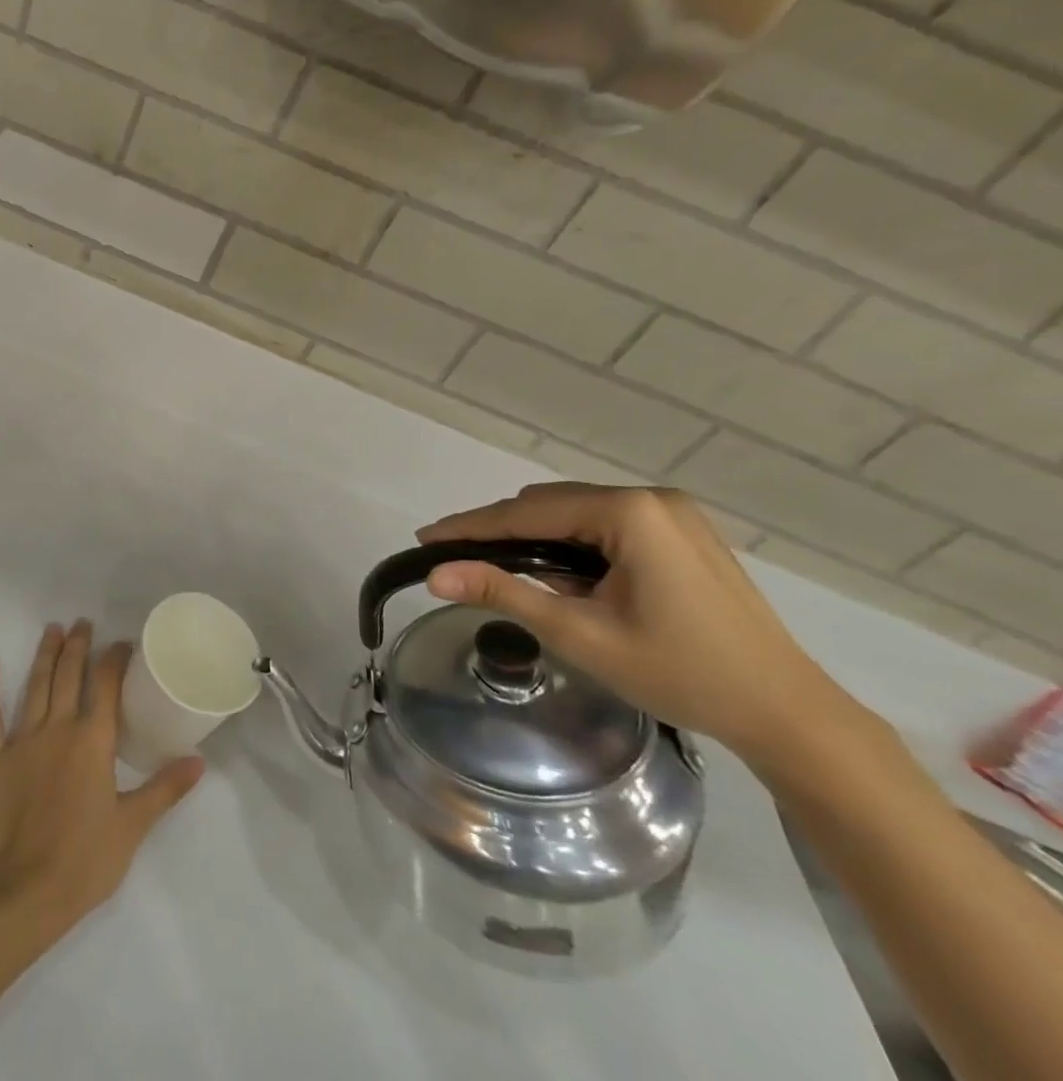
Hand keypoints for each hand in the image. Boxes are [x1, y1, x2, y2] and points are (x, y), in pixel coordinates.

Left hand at [0, 621, 202, 939]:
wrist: (25, 893)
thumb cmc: (85, 861)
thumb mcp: (133, 825)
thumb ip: (165, 788)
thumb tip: (199, 762)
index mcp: (92, 741)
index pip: (106, 686)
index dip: (114, 659)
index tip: (122, 643)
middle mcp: (58, 729)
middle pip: (69, 676)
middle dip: (78, 646)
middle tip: (83, 622)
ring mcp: (22, 741)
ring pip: (35, 686)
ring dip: (44, 655)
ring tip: (52, 629)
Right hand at [414, 483, 861, 762]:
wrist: (788, 715)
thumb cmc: (681, 673)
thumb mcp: (580, 634)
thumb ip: (502, 593)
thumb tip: (434, 576)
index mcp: (630, 513)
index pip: (527, 512)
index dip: (471, 527)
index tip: (425, 538)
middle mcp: (651, 498)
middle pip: (551, 505)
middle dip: (502, 532)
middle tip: (459, 562)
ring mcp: (672, 513)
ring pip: (576, 513)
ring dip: (537, 538)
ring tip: (503, 572)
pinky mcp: (683, 532)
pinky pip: (605, 525)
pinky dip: (572, 544)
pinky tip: (561, 575)